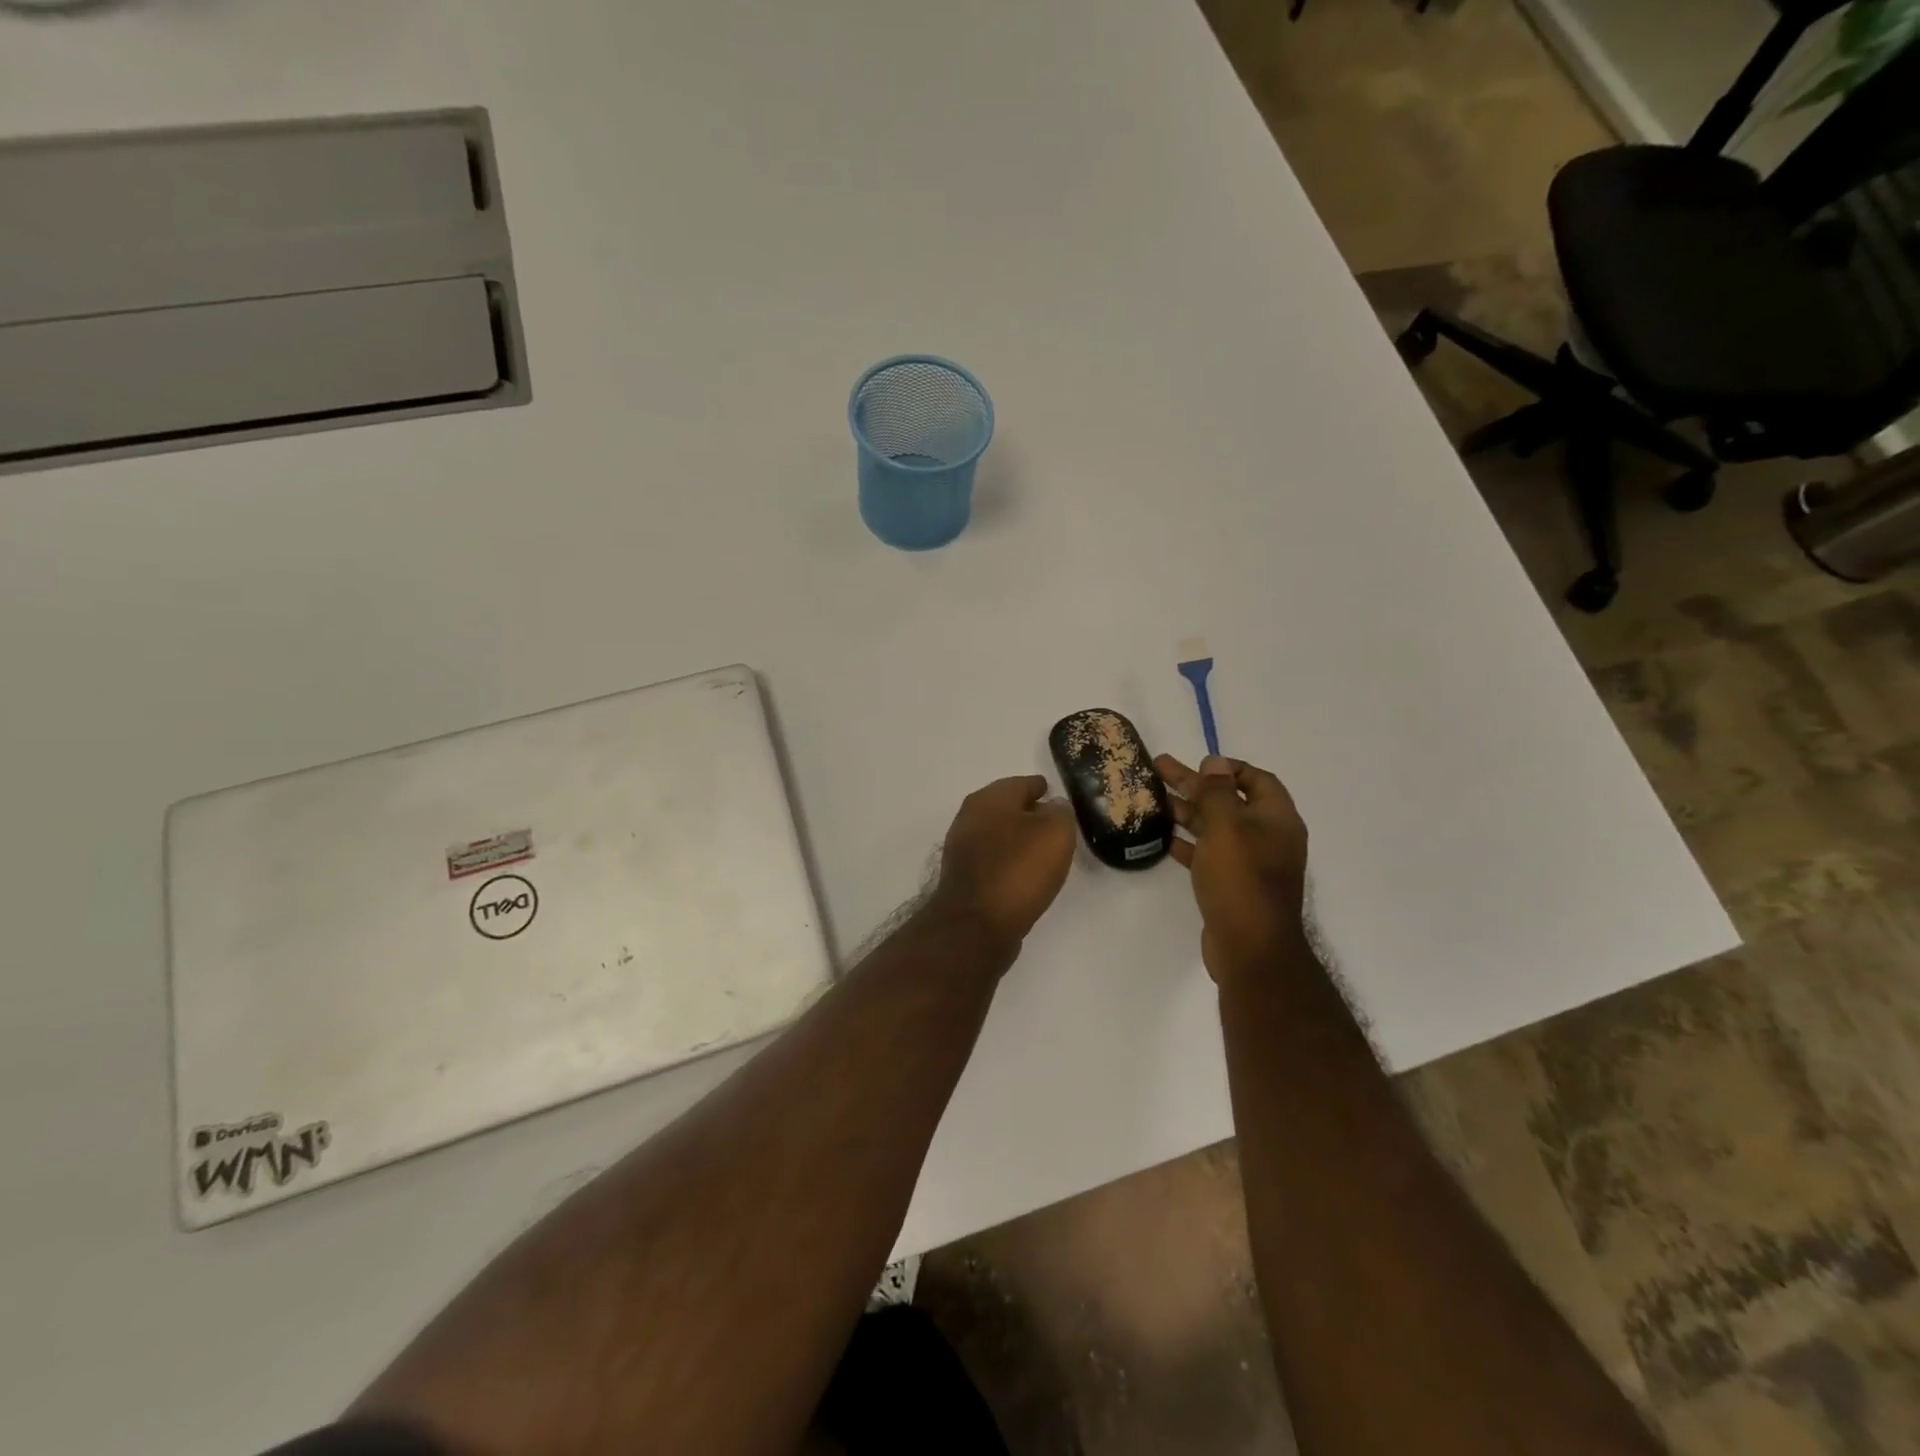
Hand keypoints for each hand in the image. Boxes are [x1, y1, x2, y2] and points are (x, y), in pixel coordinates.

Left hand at [933, 775, 1076, 953]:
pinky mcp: (963, 879)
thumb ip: (1060, 813)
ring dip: (1018, 839)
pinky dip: (1009, 862)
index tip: (1057, 795)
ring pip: (998, 835)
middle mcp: (970, 818)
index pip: (1022, 784)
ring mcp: (962, 849)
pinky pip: (994, 861)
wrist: (976, 925)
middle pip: (1007, 809)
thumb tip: (1053, 807)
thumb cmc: (1018, 870)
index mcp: (989, 799)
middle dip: (1029, 813)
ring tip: (1044, 851)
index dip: (1042, 788)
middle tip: (1056, 824)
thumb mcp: (1055, 833)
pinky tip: (1025, 874)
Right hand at [1156, 754, 1309, 984]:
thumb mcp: (1226, 827)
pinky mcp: (1233, 885)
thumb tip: (1215, 762)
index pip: (1256, 779)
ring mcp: (1251, 863)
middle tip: (1160, 769)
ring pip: (1216, 827)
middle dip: (1195, 784)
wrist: (1250, 947)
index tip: (1197, 763)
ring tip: (1154, 799)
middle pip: (1229, 800)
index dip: (1227, 768)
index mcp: (1276, 819)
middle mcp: (1267, 837)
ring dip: (1187, 812)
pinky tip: (1164, 837)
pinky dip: (1188, 843)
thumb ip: (1217, 792)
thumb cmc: (1240, 879)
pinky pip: (1209, 854)